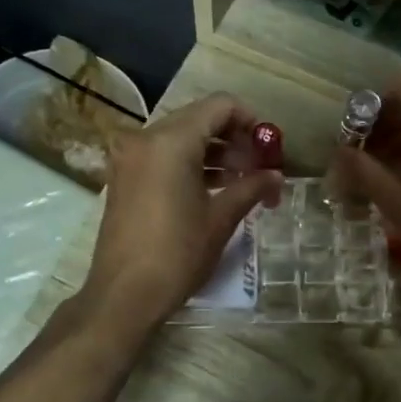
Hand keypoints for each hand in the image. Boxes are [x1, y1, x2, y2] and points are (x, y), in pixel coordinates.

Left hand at [84, 94, 281, 328]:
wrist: (123, 295)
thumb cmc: (177, 254)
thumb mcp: (220, 219)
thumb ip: (251, 188)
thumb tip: (277, 177)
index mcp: (170, 141)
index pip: (220, 106)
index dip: (251, 121)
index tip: (269, 148)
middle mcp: (145, 139)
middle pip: (200, 119)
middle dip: (234, 140)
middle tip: (260, 169)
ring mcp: (130, 158)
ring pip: (181, 138)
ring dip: (214, 153)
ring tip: (243, 182)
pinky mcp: (124, 177)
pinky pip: (163, 156)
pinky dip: (190, 164)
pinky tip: (215, 189)